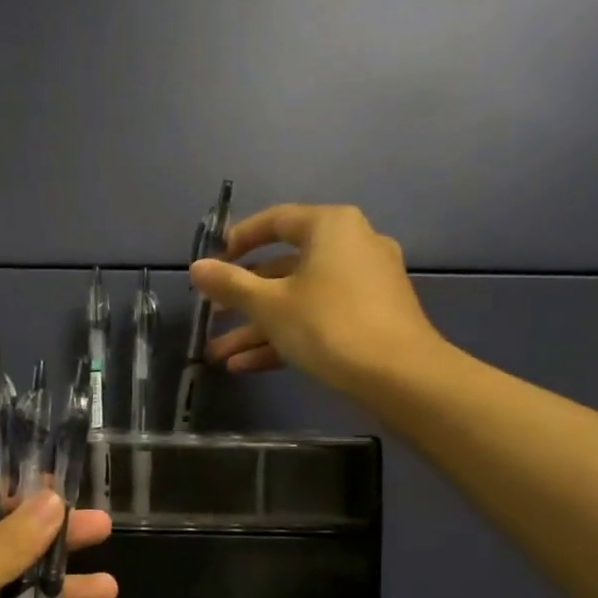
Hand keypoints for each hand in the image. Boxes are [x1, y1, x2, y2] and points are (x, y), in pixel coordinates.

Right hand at [190, 203, 446, 395]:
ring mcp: (364, 285)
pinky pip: (319, 319)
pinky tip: (246, 366)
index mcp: (330, 227)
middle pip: (284, 267)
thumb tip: (196, 267)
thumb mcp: (270, 306)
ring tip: (219, 354)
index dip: (238, 240)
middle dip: (243, 298)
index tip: (212, 262)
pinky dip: (286, 337)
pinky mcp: (371, 319)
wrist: (400, 377)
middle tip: (211, 315)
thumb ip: (230, 285)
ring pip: (299, 300)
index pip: (275, 221)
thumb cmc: (328, 325)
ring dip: (257, 327)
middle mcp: (352, 246)